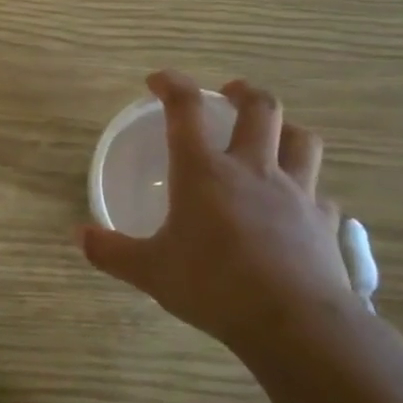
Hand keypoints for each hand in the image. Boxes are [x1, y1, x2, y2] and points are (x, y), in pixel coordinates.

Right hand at [80, 71, 354, 350]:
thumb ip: (111, 251)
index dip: (172, 85)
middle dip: (243, 92)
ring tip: (272, 135)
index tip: (158, 80)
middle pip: (261, 109)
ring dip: (286, 128)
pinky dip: (306, 187)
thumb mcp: (149, 270)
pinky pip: (319, 191)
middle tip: (229, 92)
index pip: (186, 110)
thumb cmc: (212, 285)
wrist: (294, 322)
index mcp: (204, 173)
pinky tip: (295, 201)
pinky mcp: (323, 221)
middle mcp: (252, 170)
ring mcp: (295, 193)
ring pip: (302, 140)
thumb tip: (80, 236)